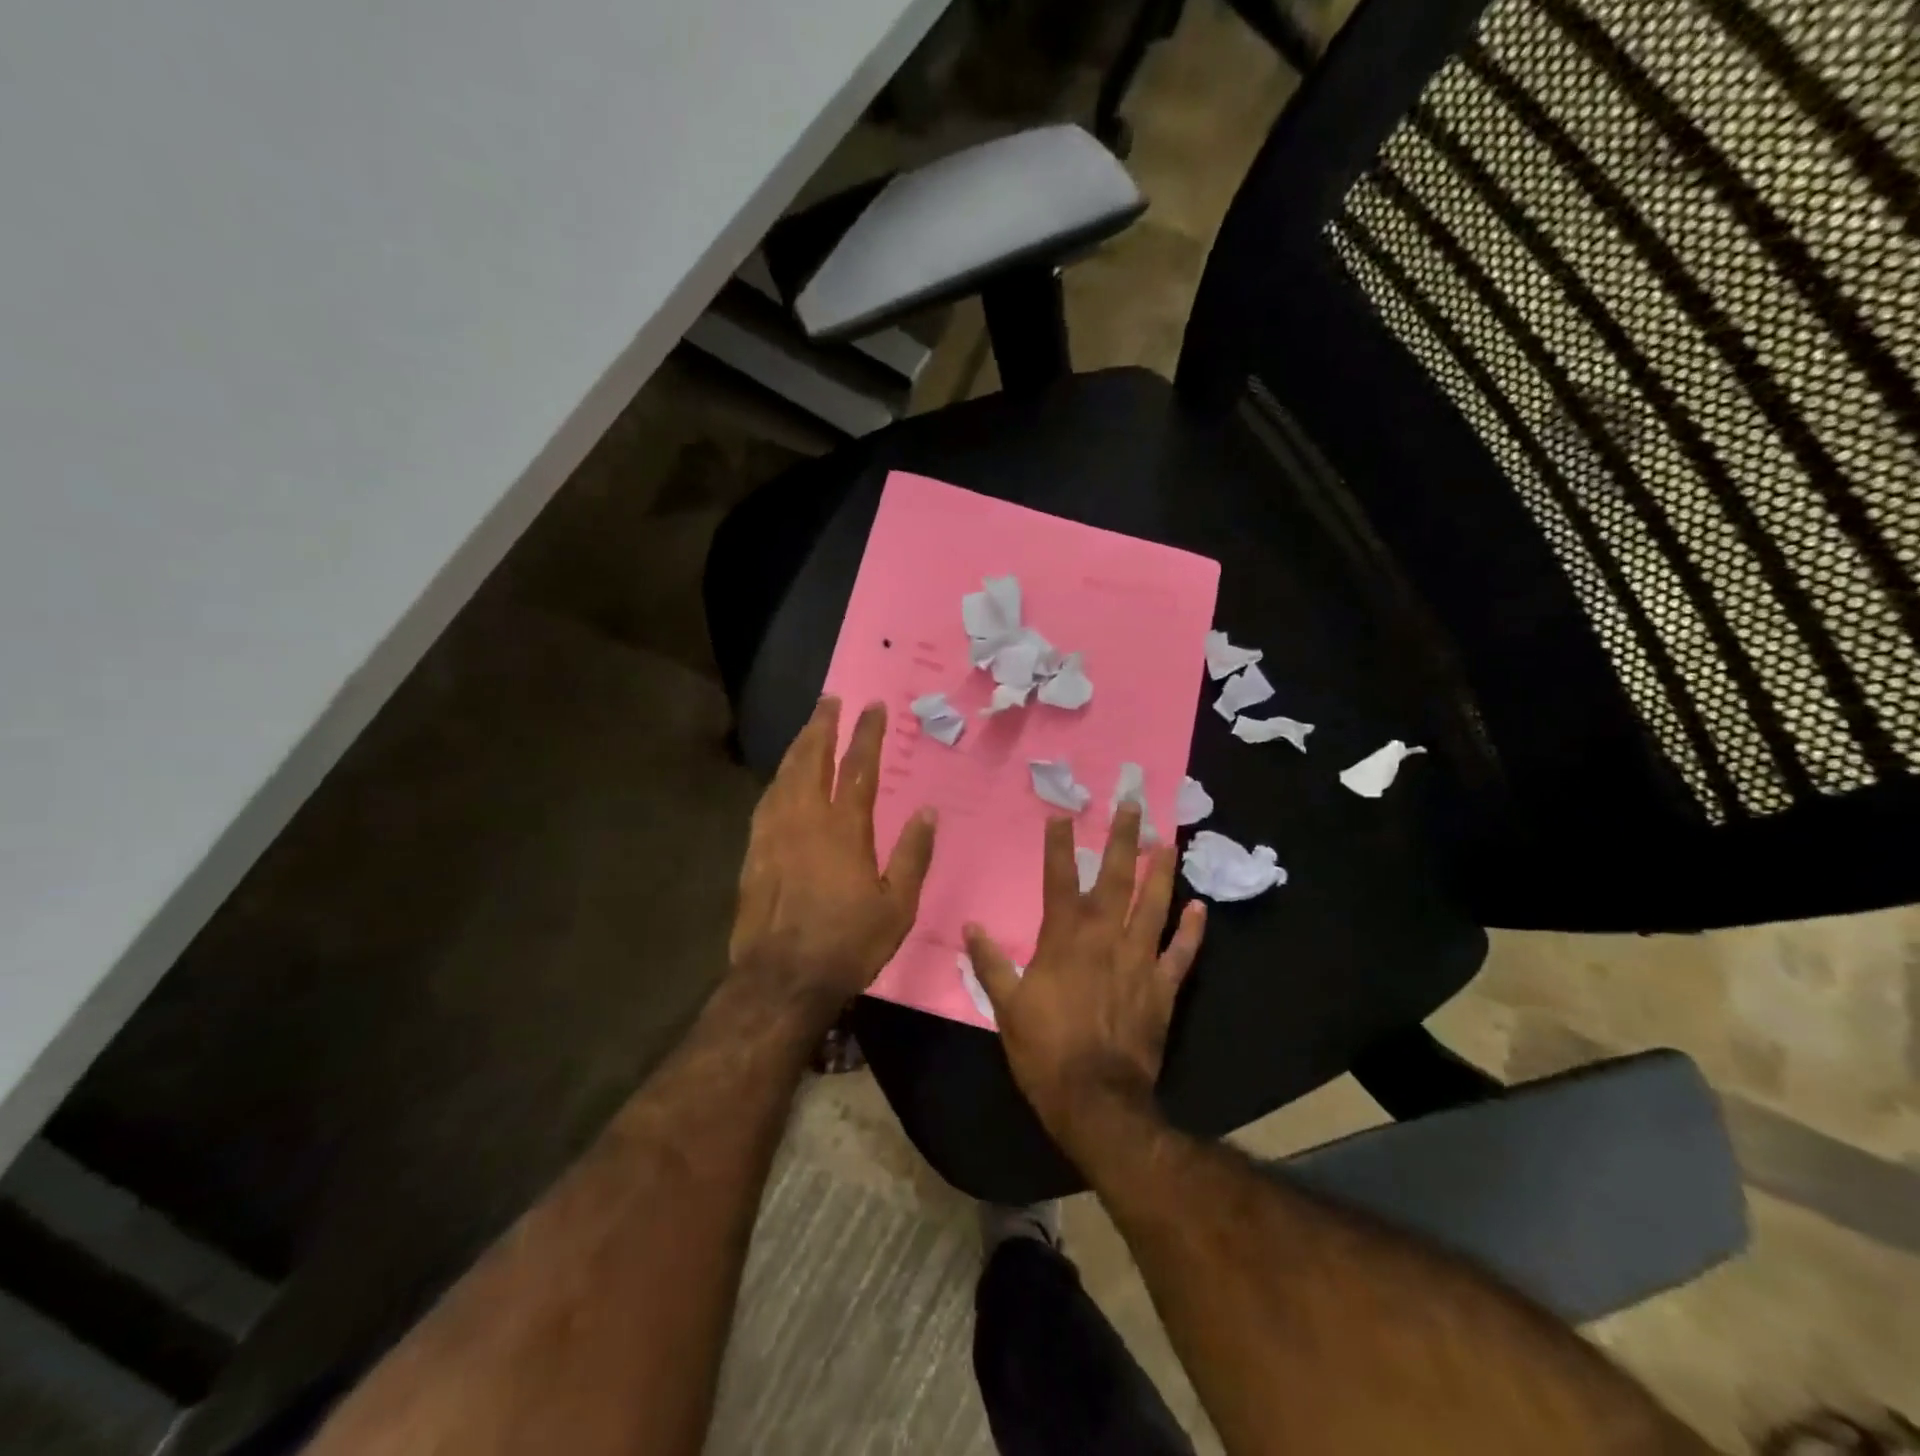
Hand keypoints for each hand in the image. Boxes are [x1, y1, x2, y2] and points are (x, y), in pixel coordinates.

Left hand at [730, 697, 937, 1023]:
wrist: (783, 978)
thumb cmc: (848, 943)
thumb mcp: (898, 905)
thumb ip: (913, 855)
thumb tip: (928, 812)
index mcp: (845, 829)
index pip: (859, 767)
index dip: (867, 733)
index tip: (873, 706)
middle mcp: (806, 819)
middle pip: (812, 759)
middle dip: (822, 726)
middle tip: (829, 700)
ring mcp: (774, 834)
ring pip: (784, 776)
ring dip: (798, 747)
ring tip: (807, 729)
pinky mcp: (753, 852)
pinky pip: (766, 802)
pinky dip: (777, 780)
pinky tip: (780, 779)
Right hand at [965, 804, 1204, 1137]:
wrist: (1095, 1098)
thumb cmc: (1045, 1050)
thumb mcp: (1006, 1006)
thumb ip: (990, 963)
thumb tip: (971, 927)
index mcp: (1064, 937)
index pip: (1060, 878)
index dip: (1059, 845)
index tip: (1062, 814)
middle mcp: (1105, 937)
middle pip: (1116, 877)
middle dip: (1122, 838)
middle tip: (1132, 804)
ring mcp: (1139, 960)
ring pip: (1153, 905)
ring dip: (1161, 871)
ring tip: (1167, 841)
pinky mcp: (1163, 987)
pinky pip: (1181, 953)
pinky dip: (1192, 930)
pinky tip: (1199, 907)